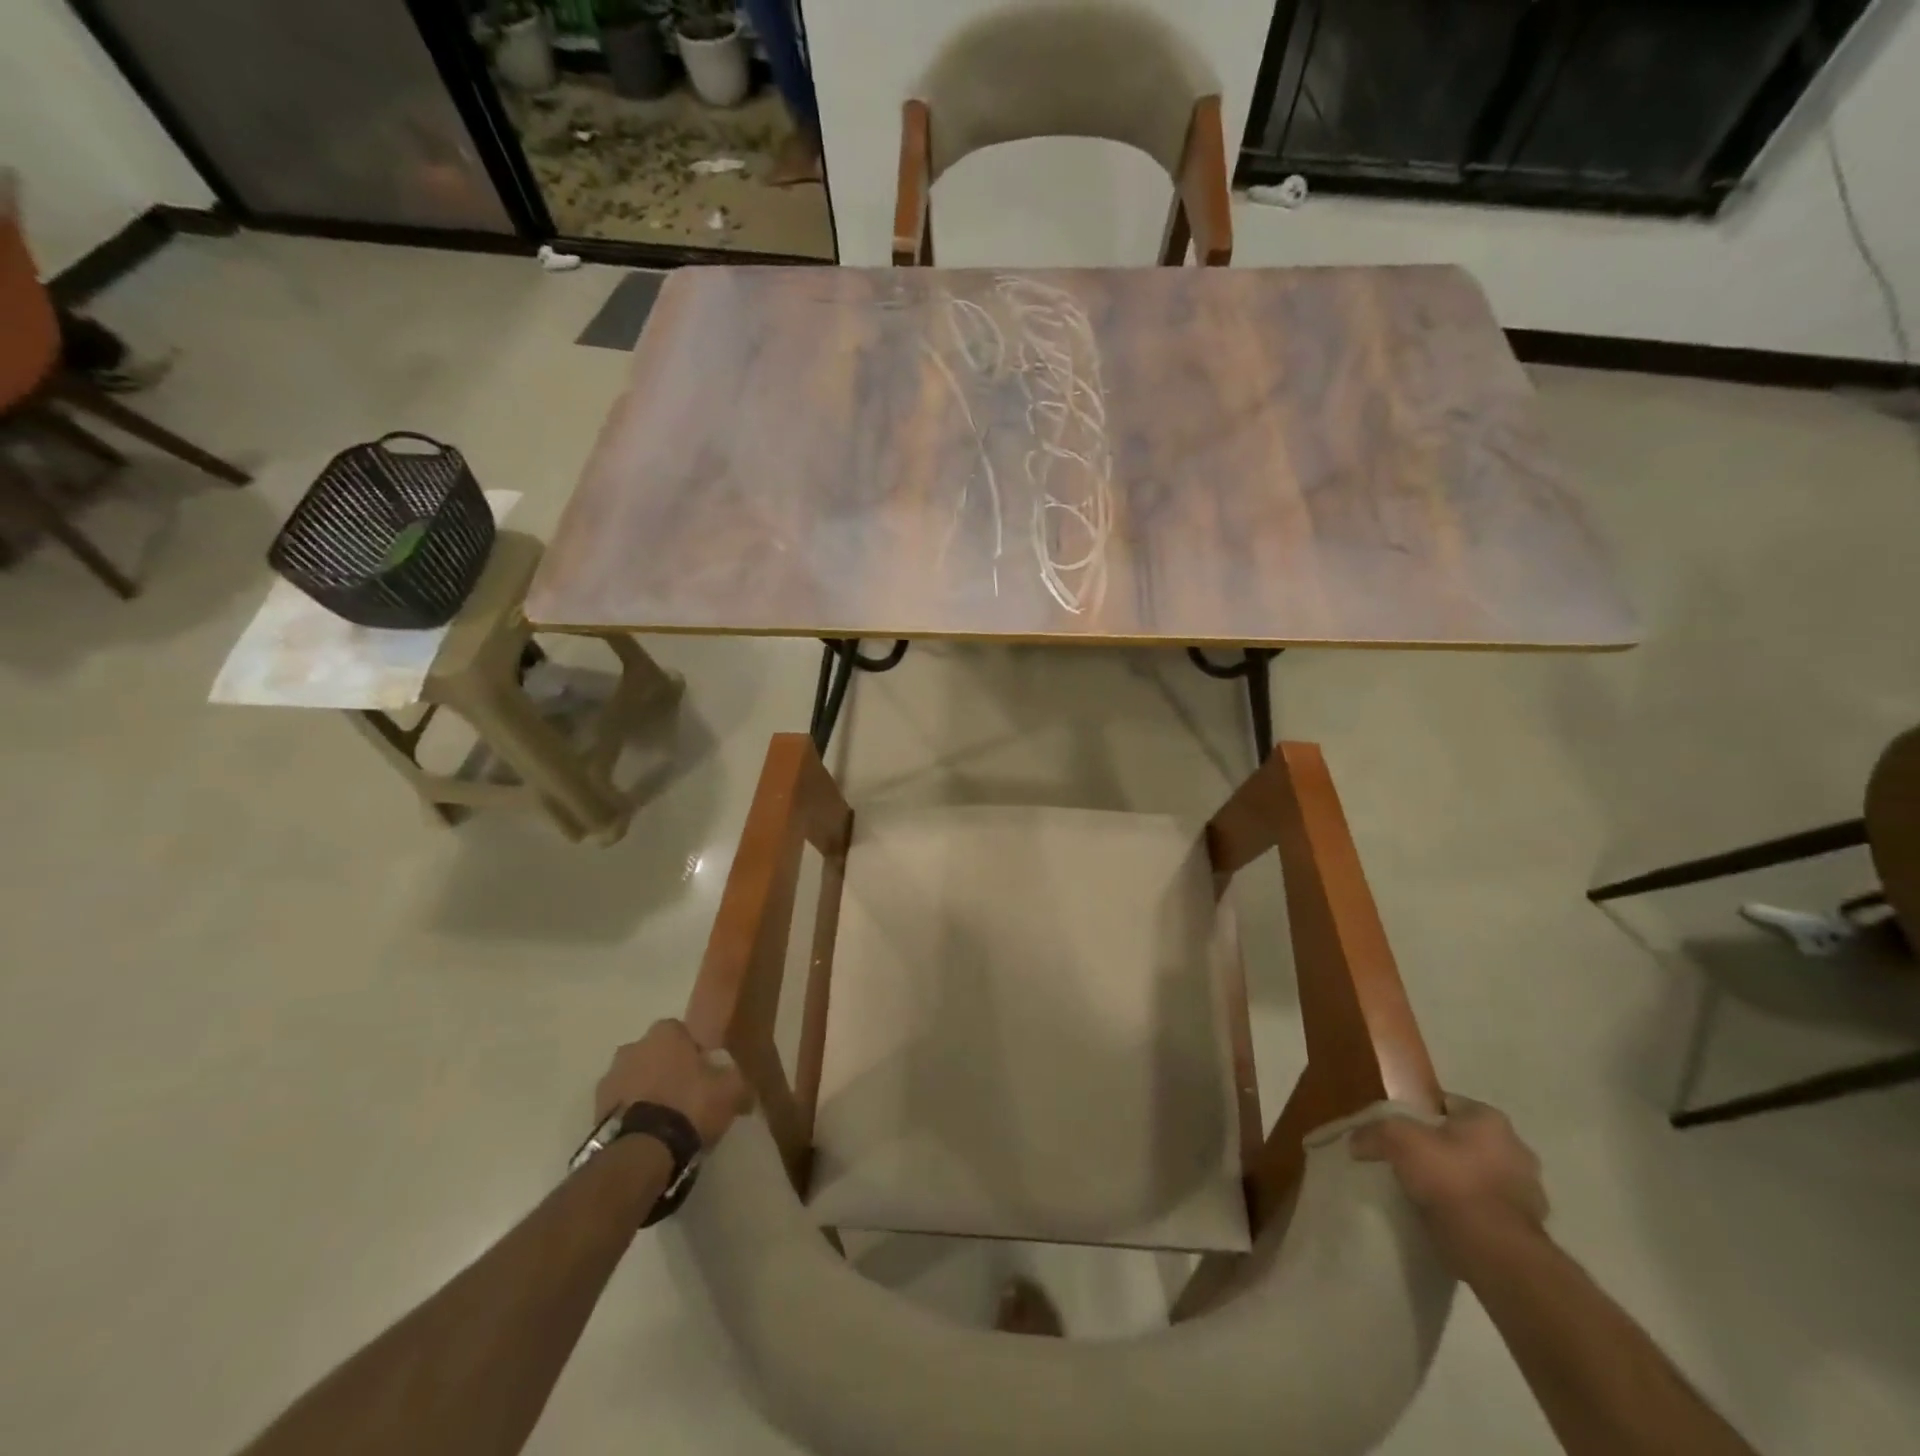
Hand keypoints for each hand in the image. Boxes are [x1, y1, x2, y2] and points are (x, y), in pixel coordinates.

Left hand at [595, 1020, 751, 1148]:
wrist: (641, 1152)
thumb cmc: (690, 1106)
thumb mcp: (731, 1089)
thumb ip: (735, 1077)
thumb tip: (737, 1080)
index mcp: (665, 1032)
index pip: (682, 1032)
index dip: (694, 1052)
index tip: (705, 1074)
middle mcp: (633, 1046)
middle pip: (655, 1054)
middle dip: (666, 1069)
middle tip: (685, 1096)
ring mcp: (609, 1078)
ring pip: (635, 1079)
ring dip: (646, 1092)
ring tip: (665, 1121)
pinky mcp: (594, 1111)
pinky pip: (621, 1106)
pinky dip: (632, 1114)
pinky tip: (648, 1134)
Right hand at [1351, 1094, 1548, 1264]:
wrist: (1495, 1251)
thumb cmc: (1450, 1179)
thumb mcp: (1396, 1140)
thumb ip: (1373, 1131)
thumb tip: (1354, 1141)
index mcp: (1490, 1119)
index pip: (1446, 1104)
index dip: (1418, 1114)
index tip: (1397, 1132)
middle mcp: (1516, 1148)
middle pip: (1464, 1140)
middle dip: (1441, 1149)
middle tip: (1410, 1162)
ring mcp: (1529, 1191)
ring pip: (1478, 1175)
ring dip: (1458, 1181)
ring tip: (1426, 1194)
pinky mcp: (1529, 1227)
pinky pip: (1488, 1207)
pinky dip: (1470, 1210)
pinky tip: (1447, 1219)